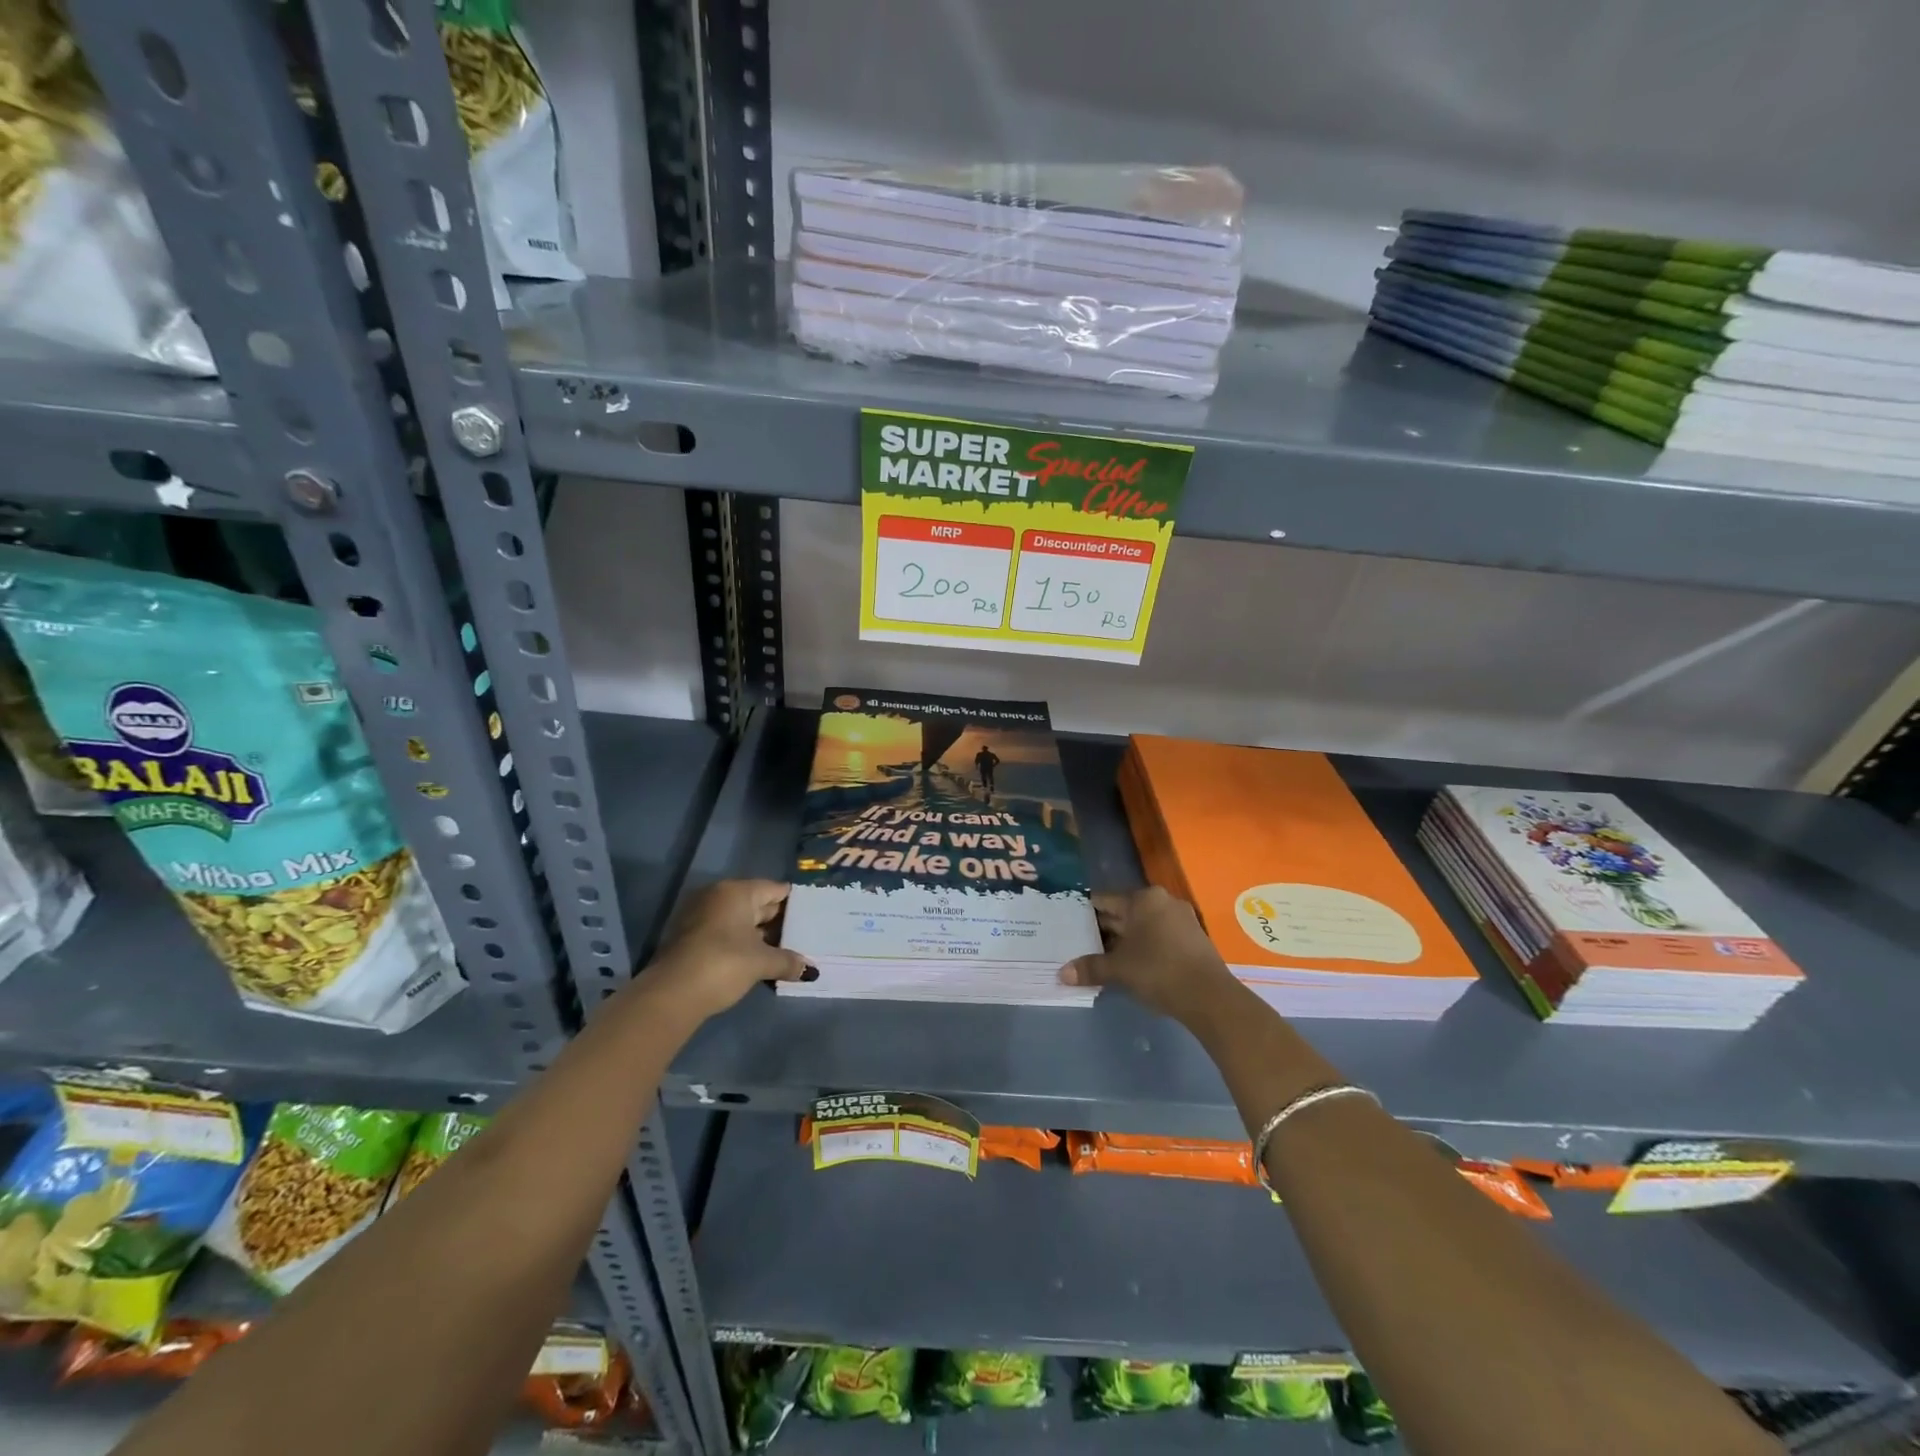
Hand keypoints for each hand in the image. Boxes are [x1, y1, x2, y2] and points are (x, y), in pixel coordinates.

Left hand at [645, 879, 814, 1020]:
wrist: (671, 994)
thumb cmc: (723, 964)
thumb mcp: (761, 962)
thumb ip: (787, 961)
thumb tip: (811, 970)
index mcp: (737, 891)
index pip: (774, 889)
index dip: (794, 902)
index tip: (812, 913)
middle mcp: (718, 896)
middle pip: (757, 903)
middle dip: (777, 920)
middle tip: (803, 934)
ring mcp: (701, 916)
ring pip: (739, 920)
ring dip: (759, 935)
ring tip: (785, 949)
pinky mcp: (690, 937)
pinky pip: (725, 932)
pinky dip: (741, 942)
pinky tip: (758, 959)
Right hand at [1060, 886, 1238, 1023]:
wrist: (1210, 996)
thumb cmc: (1159, 970)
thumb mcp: (1119, 969)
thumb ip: (1091, 968)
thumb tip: (1062, 973)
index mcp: (1143, 899)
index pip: (1105, 900)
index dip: (1085, 912)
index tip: (1069, 924)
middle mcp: (1162, 901)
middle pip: (1124, 912)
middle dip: (1104, 929)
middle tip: (1080, 943)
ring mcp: (1181, 919)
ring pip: (1142, 925)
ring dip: (1123, 940)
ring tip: (1101, 955)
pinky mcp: (1192, 938)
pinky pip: (1158, 935)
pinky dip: (1143, 946)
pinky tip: (1131, 963)